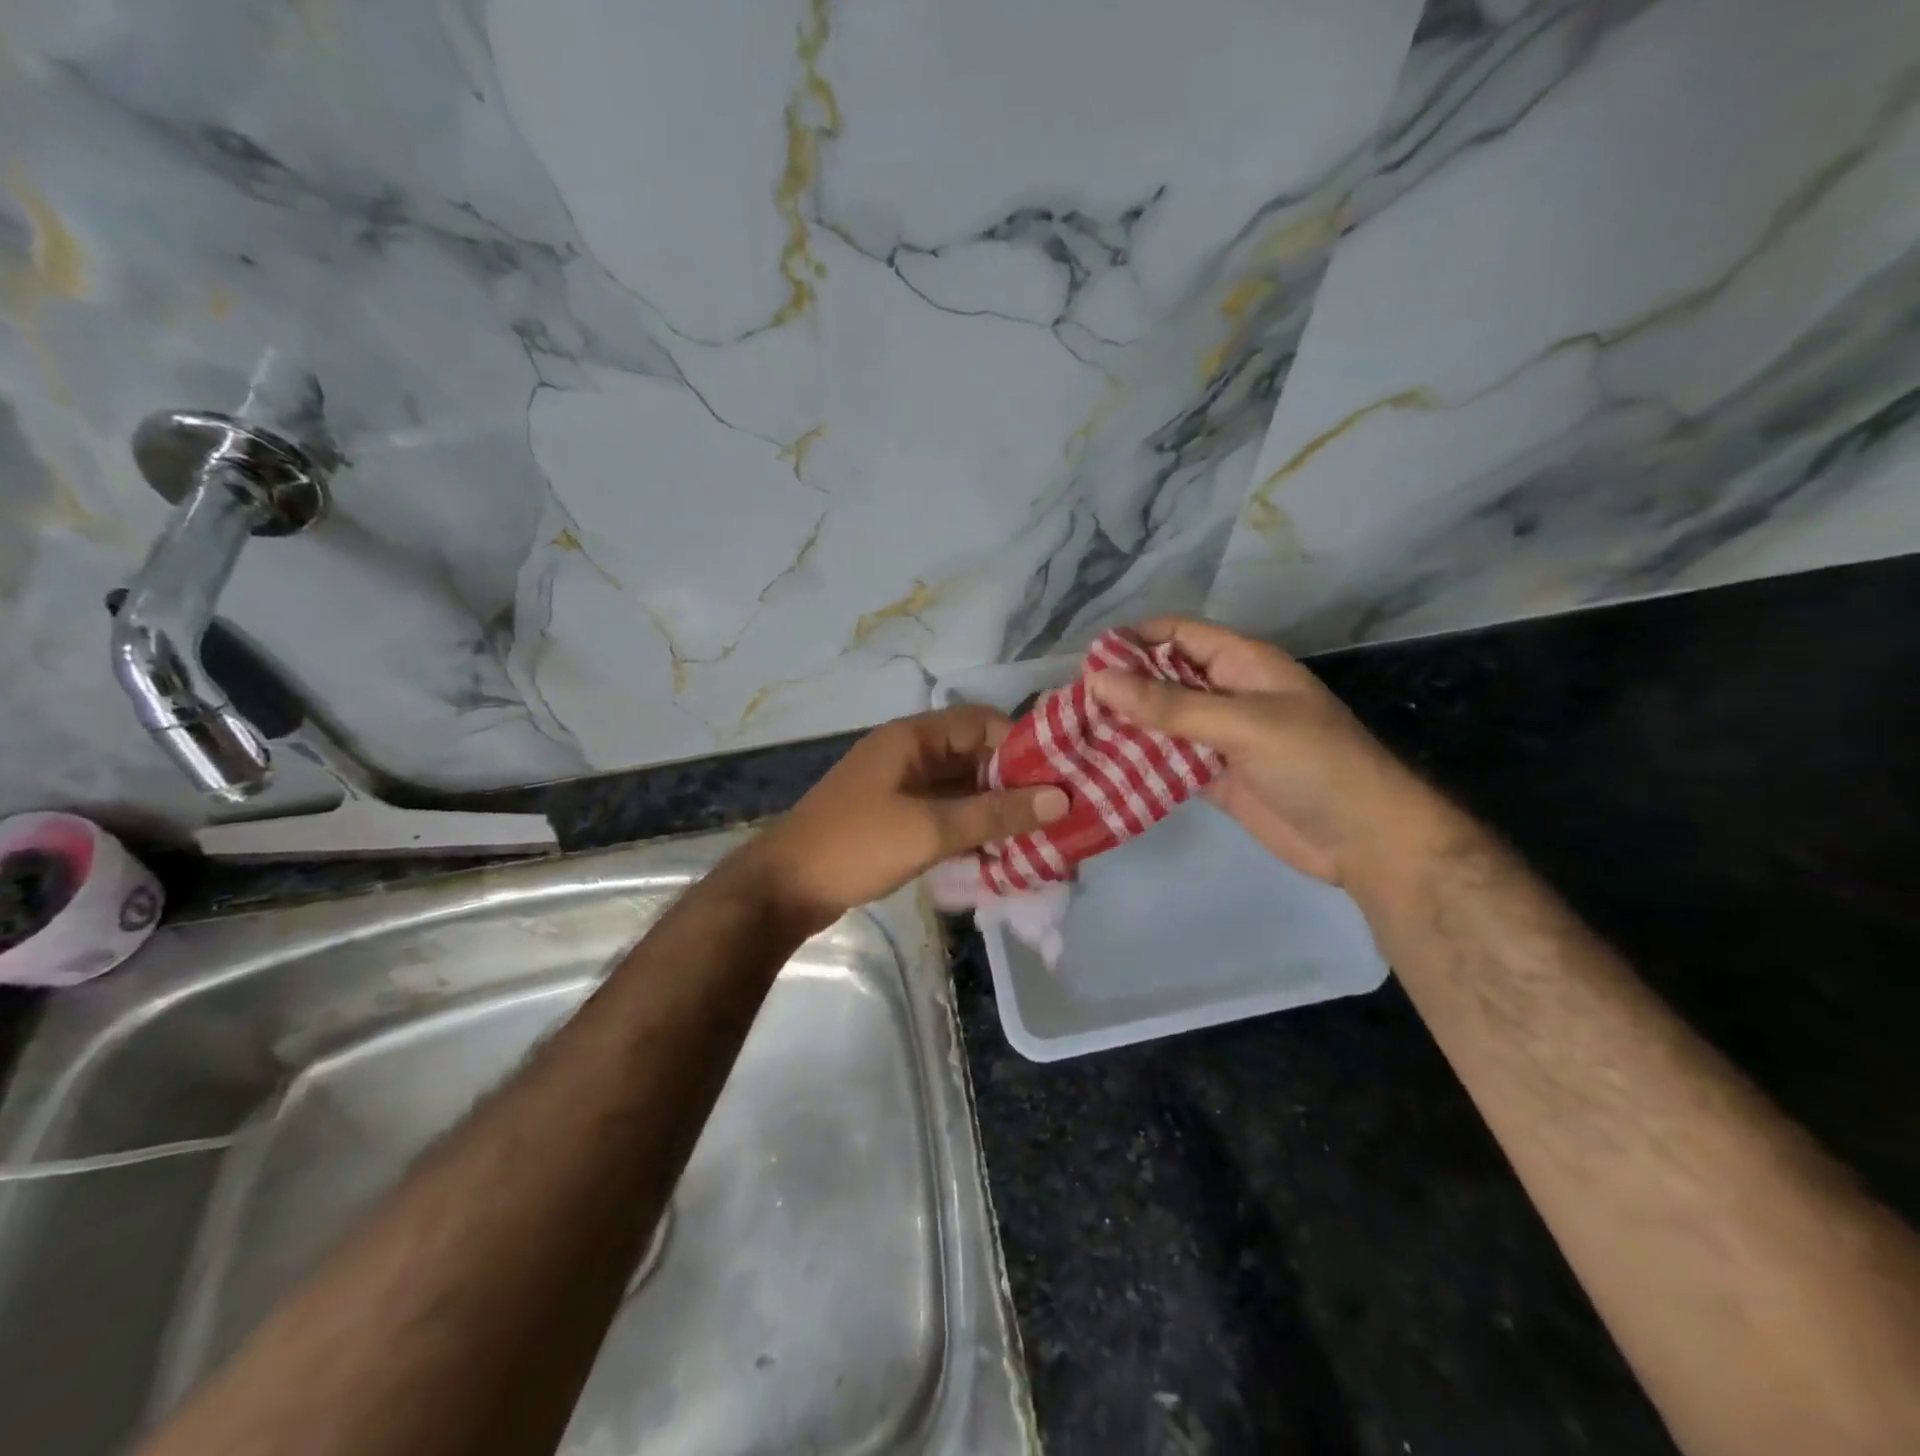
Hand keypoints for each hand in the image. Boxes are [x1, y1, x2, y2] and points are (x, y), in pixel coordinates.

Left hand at [740, 705, 1069, 930]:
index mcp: (912, 738)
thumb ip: (995, 813)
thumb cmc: (856, 846)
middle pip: (974, 756)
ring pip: (961, 788)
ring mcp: (900, 787)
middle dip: (1013, 783)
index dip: (1021, 745)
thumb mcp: (930, 829)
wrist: (783, 889)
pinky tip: (999, 853)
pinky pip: (944, 813)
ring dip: (994, 809)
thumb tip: (1062, 798)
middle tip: (1056, 812)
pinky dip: (970, 827)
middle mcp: (908, 754)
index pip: (981, 723)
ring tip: (1038, 836)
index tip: (1057, 777)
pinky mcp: (895, 818)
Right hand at [1088, 617, 1433, 885]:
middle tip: (1069, 704)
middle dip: (1121, 687)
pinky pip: (1167, 762)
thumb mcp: (1241, 723)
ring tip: (1073, 736)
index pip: (1178, 634)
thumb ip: (1169, 705)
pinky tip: (1101, 769)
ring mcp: (1219, 738)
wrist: (1364, 840)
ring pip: (1161, 722)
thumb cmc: (1312, 763)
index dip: (1134, 640)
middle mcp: (1226, 694)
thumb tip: (1098, 679)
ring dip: (1123, 727)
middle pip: (1163, 678)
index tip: (1086, 661)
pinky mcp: (1213, 777)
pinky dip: (1138, 764)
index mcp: (1241, 663)